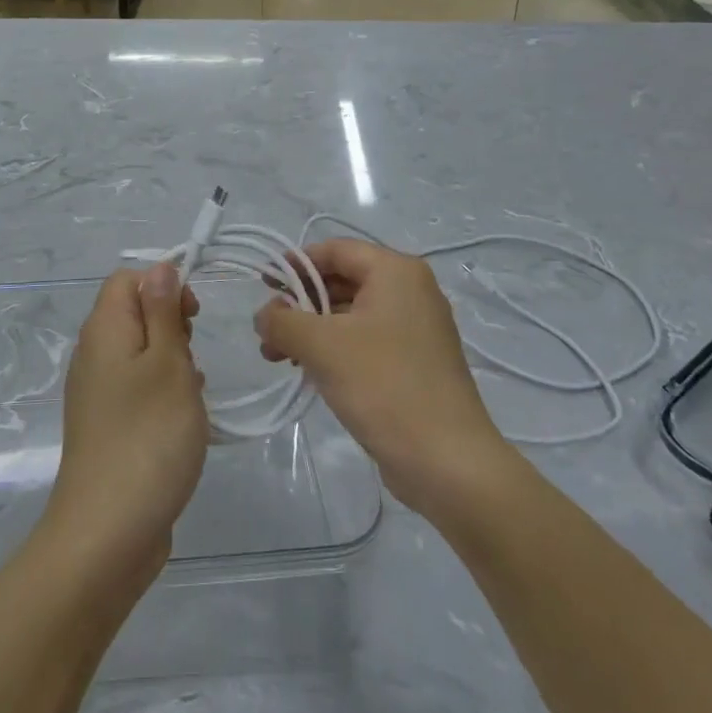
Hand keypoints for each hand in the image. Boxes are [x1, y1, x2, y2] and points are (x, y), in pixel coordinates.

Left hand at [43, 264, 206, 584]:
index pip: (127, 279)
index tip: (193, 316)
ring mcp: (97, 392)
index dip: (163, 284)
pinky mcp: (107, 425)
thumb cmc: (148, 436)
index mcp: (104, 330)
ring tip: (193, 389)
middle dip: (171, 323)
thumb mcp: (168, 363)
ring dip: (171, 359)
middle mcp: (93, 354)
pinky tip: (184, 416)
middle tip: (193, 356)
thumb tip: (159, 268)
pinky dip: (162, 390)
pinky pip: (136, 387)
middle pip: (132, 312)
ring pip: (139, 351)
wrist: (108, 531)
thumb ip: (163, 311)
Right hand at [255, 239, 513, 516]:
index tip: (263, 285)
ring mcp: (416, 329)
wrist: (448, 462)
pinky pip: (365, 341)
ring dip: (311, 330)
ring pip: (351, 315)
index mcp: (396, 272)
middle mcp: (410, 291)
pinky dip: (334, 349)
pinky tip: (308, 372)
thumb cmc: (384, 386)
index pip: (335, 250)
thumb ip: (283, 321)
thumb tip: (264, 315)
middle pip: (342, 281)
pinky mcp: (415, 363)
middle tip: (266, 329)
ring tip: (277, 357)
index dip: (295, 263)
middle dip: (300, 303)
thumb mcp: (322, 346)